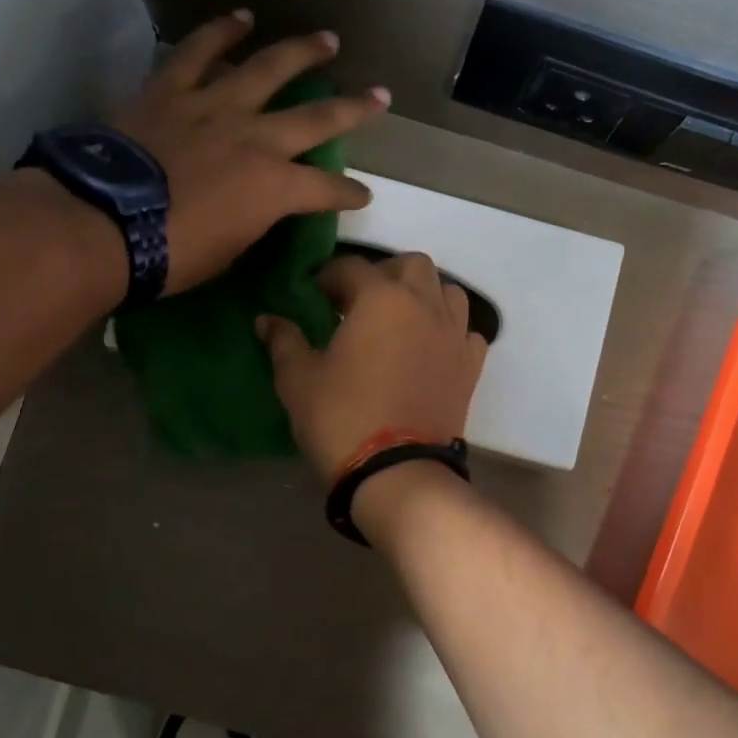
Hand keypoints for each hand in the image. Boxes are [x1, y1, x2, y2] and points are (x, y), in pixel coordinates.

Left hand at [111, 11, 388, 294]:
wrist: (105, 224)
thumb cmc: (172, 254)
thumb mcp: (229, 252)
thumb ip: (251, 222)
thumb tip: (255, 211)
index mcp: (275, 188)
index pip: (327, 191)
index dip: (349, 195)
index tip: (361, 196)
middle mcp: (257, 139)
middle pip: (317, 118)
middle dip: (354, 108)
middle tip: (379, 95)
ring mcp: (215, 108)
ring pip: (268, 68)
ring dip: (302, 52)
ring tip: (326, 40)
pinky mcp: (173, 91)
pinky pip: (200, 53)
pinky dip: (221, 33)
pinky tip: (241, 17)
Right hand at [259, 252, 488, 479]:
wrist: (397, 472)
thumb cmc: (342, 418)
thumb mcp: (299, 379)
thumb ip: (284, 341)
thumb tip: (267, 320)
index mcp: (381, 299)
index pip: (352, 268)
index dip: (329, 276)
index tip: (314, 294)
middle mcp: (424, 305)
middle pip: (411, 265)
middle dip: (384, 273)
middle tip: (359, 301)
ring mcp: (453, 335)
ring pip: (447, 291)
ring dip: (424, 294)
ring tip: (399, 318)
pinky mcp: (470, 366)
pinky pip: (466, 331)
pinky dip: (449, 329)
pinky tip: (430, 347)